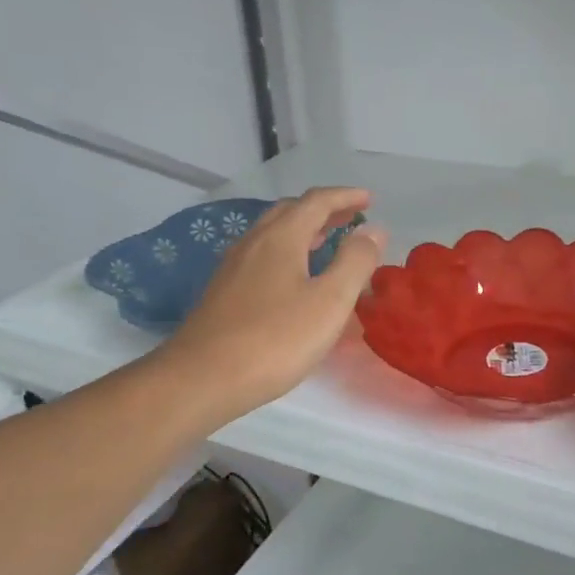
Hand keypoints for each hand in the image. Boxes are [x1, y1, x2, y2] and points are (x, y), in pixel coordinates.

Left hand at [159, 187, 387, 427]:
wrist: (201, 378)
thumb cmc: (274, 340)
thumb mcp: (329, 302)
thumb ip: (355, 262)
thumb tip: (373, 230)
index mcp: (281, 237)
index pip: (316, 201)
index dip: (345, 196)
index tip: (370, 199)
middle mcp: (254, 242)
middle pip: (290, 211)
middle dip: (323, 209)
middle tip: (351, 217)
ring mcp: (233, 266)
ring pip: (272, 233)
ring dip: (302, 229)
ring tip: (325, 240)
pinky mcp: (223, 291)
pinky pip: (261, 255)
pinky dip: (286, 250)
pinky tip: (292, 277)